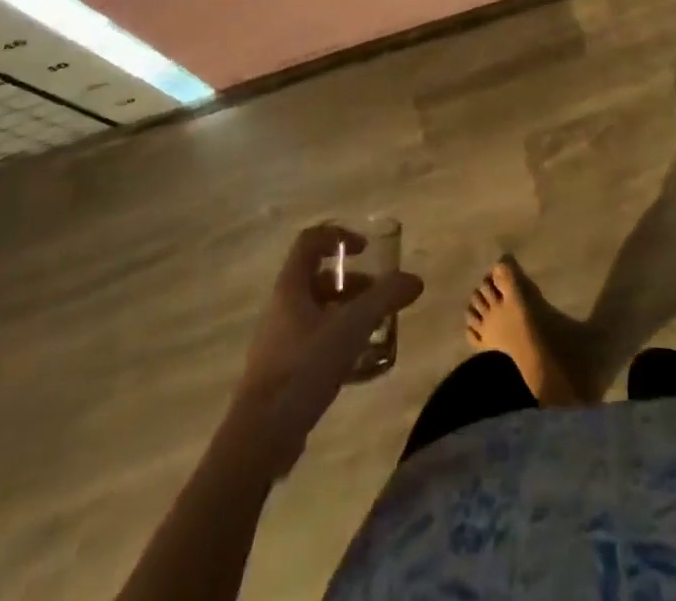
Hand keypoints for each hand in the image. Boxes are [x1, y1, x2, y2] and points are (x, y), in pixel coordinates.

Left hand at [232, 224, 423, 474]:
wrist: (260, 438)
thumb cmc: (303, 367)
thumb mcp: (351, 326)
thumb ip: (385, 298)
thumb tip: (414, 280)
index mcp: (291, 288)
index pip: (310, 241)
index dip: (338, 236)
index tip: (365, 250)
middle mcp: (282, 308)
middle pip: (318, 279)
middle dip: (352, 282)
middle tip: (379, 296)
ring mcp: (280, 342)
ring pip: (318, 312)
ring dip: (348, 312)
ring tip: (376, 329)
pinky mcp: (283, 373)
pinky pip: (315, 343)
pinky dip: (340, 342)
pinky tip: (362, 363)